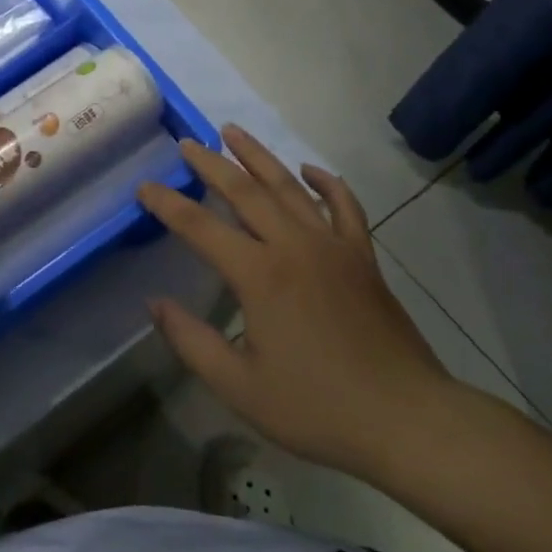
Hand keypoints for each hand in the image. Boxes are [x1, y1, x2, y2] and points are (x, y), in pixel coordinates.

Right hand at [136, 126, 462, 482]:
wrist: (407, 420)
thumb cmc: (317, 408)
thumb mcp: (239, 386)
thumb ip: (191, 341)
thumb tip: (155, 303)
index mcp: (259, 275)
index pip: (200, 227)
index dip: (167, 204)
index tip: (144, 187)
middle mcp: (294, 247)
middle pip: (245, 192)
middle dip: (211, 164)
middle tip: (187, 143)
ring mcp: (333, 247)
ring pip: (290, 188)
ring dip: (259, 157)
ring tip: (233, 131)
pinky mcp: (362, 258)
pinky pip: (344, 207)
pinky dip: (327, 184)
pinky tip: (311, 170)